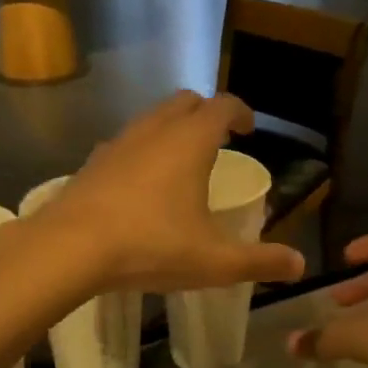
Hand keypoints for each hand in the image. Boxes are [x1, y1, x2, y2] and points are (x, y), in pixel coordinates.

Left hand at [45, 91, 306, 293]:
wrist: (69, 248)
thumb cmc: (151, 245)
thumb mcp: (214, 261)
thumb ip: (259, 261)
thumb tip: (299, 266)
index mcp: (191, 141)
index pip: (223, 106)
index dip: (241, 112)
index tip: (249, 129)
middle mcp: (155, 130)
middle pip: (185, 101)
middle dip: (206, 113)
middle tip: (218, 139)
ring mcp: (119, 142)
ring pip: (152, 118)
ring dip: (172, 128)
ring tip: (181, 161)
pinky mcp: (93, 161)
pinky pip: (125, 142)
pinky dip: (142, 149)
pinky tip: (141, 183)